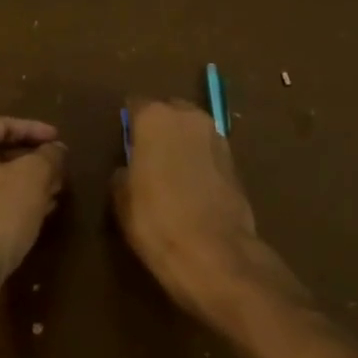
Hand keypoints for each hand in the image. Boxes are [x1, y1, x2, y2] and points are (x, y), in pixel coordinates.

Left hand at [0, 117, 67, 286]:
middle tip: (58, 169)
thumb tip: (56, 150)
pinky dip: (6, 202)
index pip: (3, 125)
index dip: (36, 131)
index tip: (60, 140)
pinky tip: (34, 215)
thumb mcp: (34, 178)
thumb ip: (48, 156)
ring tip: (53, 192)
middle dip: (30, 161)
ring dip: (21, 184)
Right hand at [112, 98, 262, 317]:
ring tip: (172, 172)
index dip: (130, 124)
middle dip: (159, 128)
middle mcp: (188, 116)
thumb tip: (128, 168)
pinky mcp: (235, 159)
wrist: (215, 252)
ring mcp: (216, 135)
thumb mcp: (122, 200)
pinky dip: (200, 159)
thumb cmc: (157, 222)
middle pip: (169, 112)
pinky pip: (208, 149)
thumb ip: (123, 173)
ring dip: (182, 142)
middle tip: (148, 156)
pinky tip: (193, 185)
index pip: (136, 105)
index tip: (125, 142)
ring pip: (192, 129)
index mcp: (155, 118)